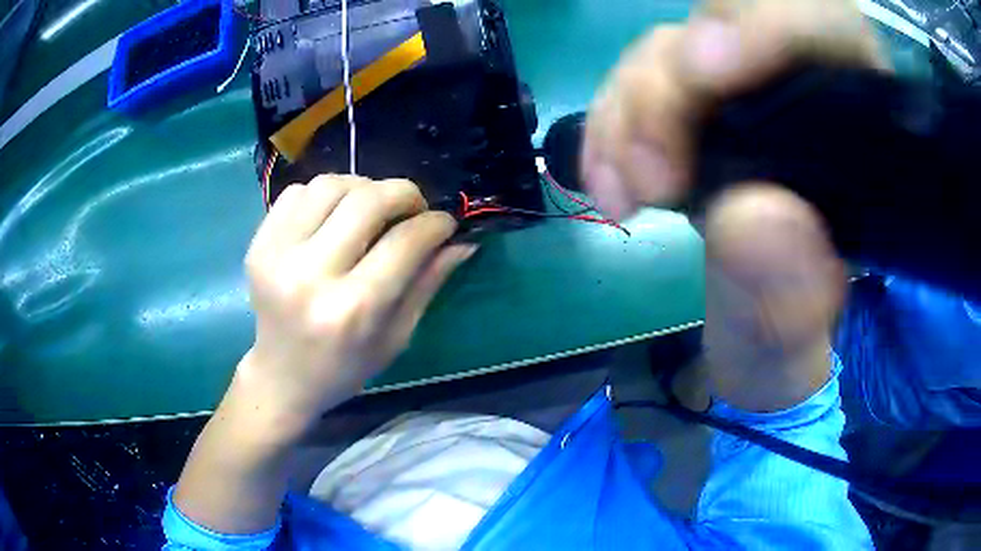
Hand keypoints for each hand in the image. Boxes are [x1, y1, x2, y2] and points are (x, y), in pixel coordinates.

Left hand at [235, 175, 473, 433]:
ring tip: (371, 210)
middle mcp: (311, 275)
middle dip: (404, 193)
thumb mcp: (396, 337)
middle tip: (413, 208)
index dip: (435, 223)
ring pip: (330, 185)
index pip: (405, 241)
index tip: (445, 222)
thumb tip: (461, 242)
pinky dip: (323, 195)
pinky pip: (297, 192)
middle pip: (367, 200)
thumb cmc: (345, 367)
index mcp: (352, 309)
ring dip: (362, 188)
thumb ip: (428, 284)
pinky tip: (332, 217)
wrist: (282, 376)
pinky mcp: (258, 245)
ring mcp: (277, 255)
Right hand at [584, 0, 884, 410]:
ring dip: (630, 111)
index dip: (769, 25)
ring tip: (620, 194)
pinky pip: (640, 83)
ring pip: (675, 48)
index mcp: (862, 133)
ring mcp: (742, 93)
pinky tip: (606, 178)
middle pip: (731, 22)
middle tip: (648, 176)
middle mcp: (803, 92)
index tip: (705, 73)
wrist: (758, 337)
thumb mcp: (793, 343)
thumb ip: (788, 301)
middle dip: (674, 82)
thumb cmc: (789, 342)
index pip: (830, 27)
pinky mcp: (696, 108)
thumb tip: (754, 216)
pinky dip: (611, 124)